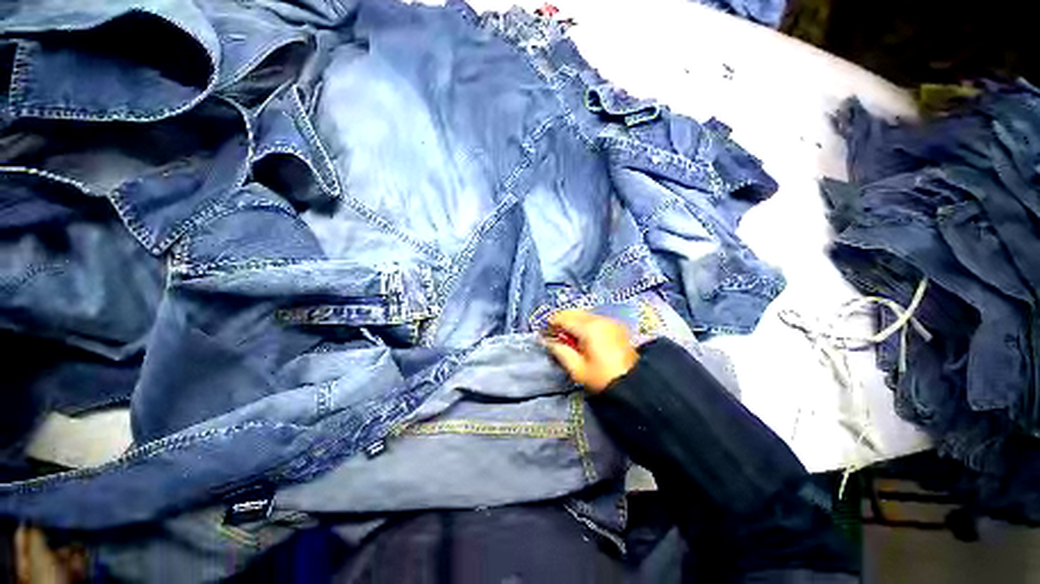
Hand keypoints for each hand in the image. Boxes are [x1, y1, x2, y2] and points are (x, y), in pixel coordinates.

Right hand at [543, 310, 637, 392]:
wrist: (635, 384)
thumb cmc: (602, 378)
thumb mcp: (577, 368)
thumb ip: (560, 351)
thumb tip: (547, 341)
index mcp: (589, 328)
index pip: (564, 318)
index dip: (551, 323)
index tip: (543, 332)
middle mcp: (600, 319)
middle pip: (574, 312)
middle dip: (562, 320)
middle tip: (554, 333)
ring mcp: (610, 321)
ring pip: (585, 314)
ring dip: (574, 321)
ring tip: (568, 336)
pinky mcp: (616, 326)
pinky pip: (595, 319)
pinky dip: (585, 323)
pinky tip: (583, 336)